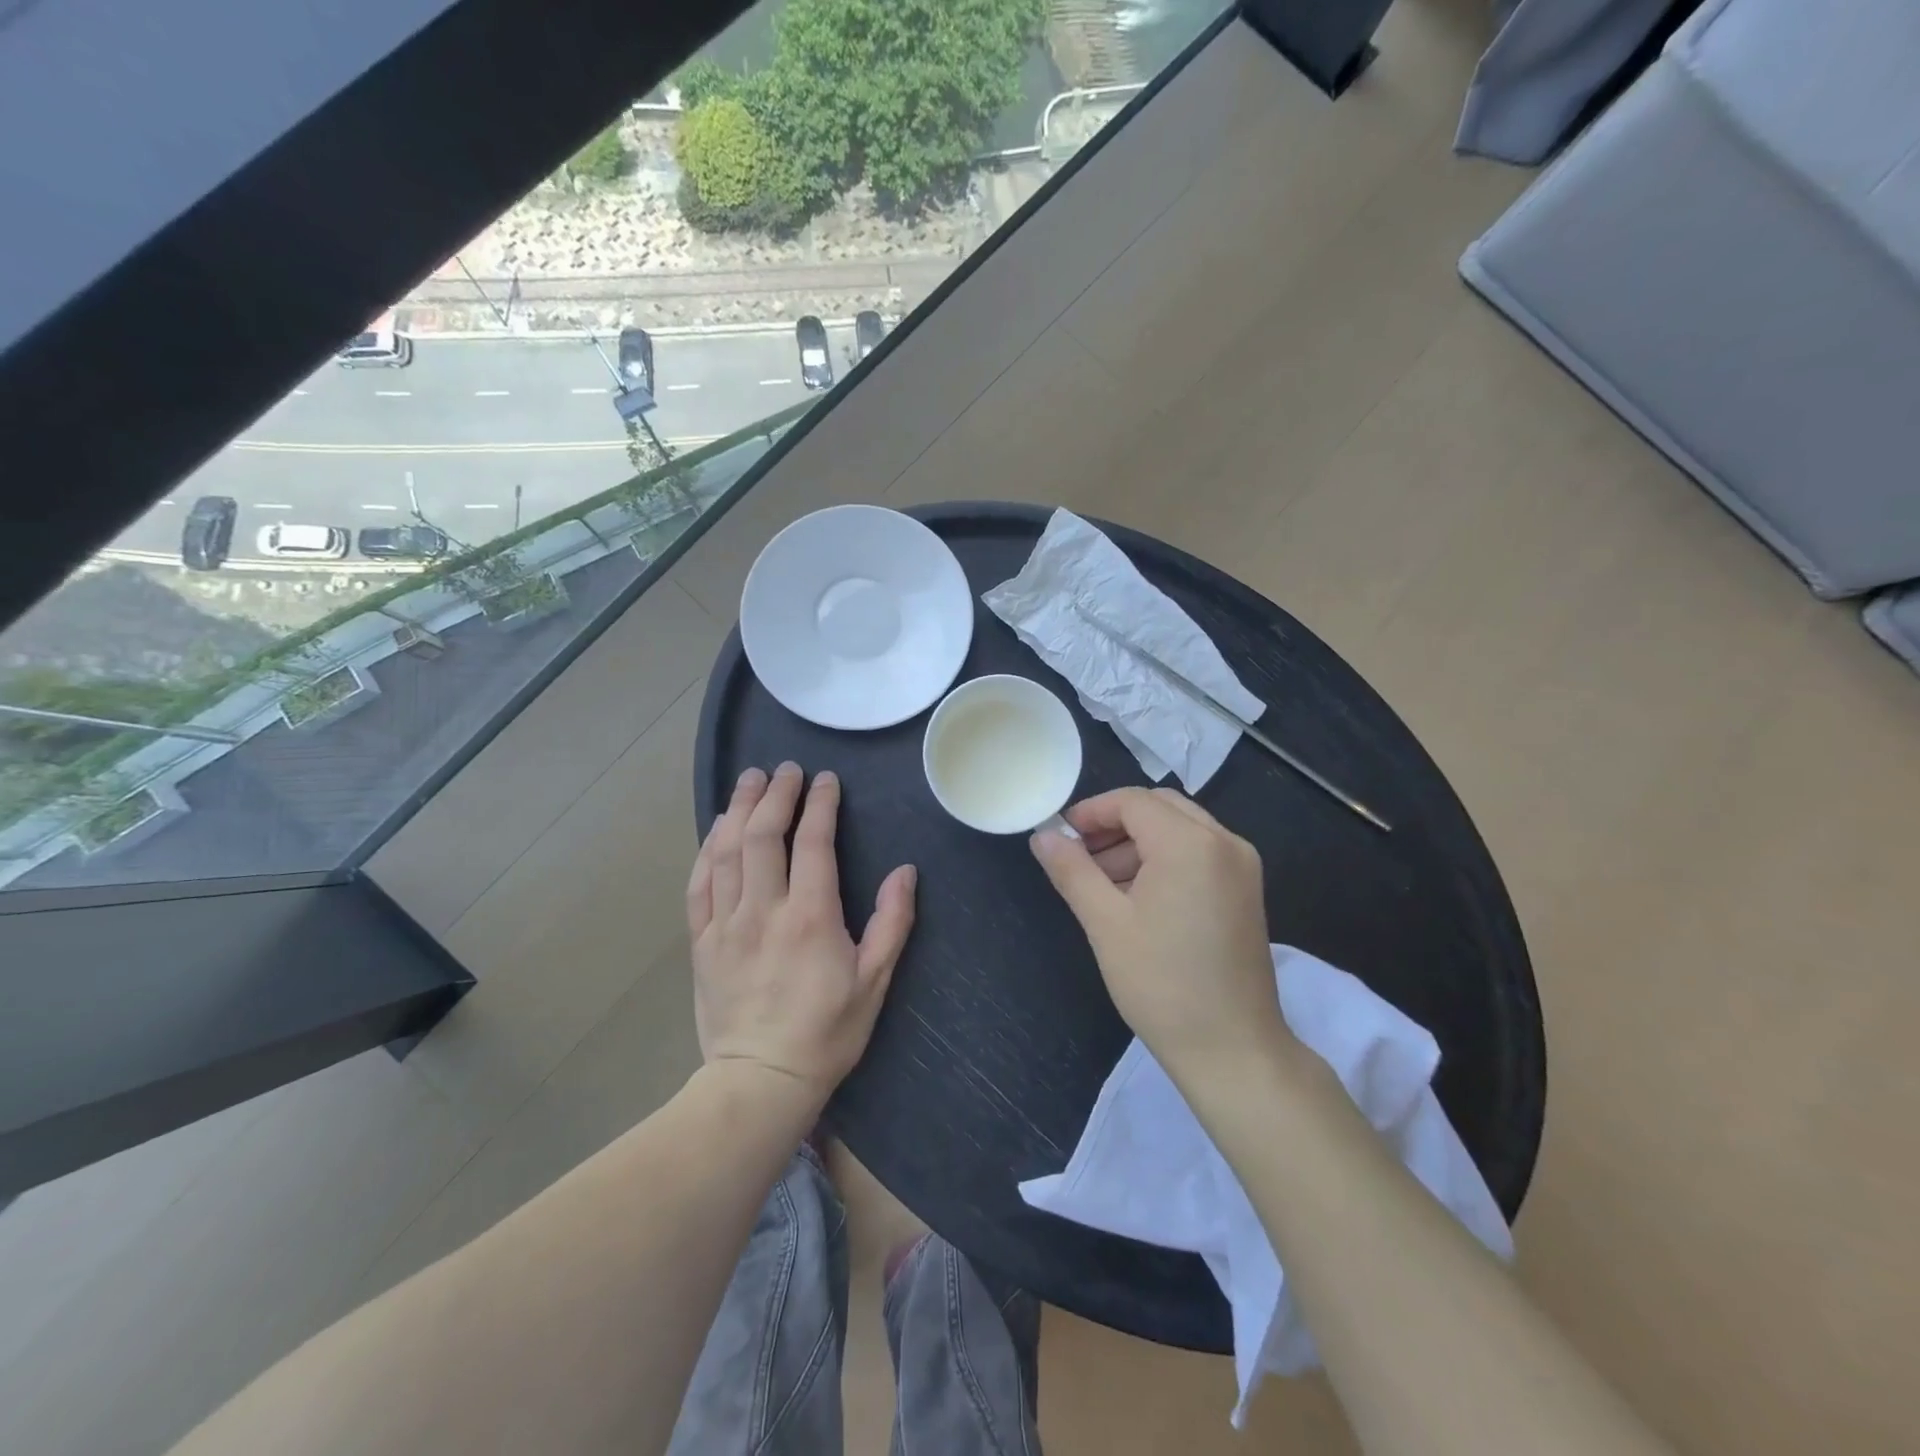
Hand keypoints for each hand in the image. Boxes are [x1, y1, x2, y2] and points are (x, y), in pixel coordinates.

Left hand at [687, 762, 916, 1102]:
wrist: (759, 1081)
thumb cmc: (827, 1032)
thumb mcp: (874, 982)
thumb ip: (891, 922)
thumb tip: (905, 871)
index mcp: (810, 917)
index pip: (813, 843)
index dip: (820, 804)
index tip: (825, 780)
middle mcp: (763, 910)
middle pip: (763, 836)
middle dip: (775, 795)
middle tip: (784, 769)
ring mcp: (725, 925)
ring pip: (726, 852)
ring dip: (738, 810)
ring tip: (749, 781)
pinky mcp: (701, 942)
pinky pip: (698, 885)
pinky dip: (707, 851)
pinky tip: (717, 831)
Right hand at [1031, 787, 1293, 1086]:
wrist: (1233, 1050)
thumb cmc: (1162, 985)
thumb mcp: (1105, 923)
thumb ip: (1072, 870)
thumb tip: (1042, 836)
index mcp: (1191, 844)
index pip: (1133, 802)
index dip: (1091, 812)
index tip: (1060, 836)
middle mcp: (1224, 842)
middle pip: (1159, 807)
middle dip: (1114, 824)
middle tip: (1079, 856)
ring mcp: (1241, 865)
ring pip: (1180, 828)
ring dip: (1138, 842)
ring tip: (1101, 883)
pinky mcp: (1246, 890)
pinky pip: (1199, 852)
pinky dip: (1164, 859)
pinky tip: (1137, 896)